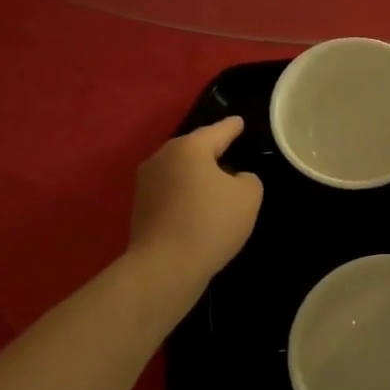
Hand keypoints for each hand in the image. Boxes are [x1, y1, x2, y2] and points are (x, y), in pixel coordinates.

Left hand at [130, 118, 262, 281]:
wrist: (165, 267)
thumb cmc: (211, 222)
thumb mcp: (248, 196)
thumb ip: (248, 179)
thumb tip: (234, 179)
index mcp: (189, 147)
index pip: (218, 131)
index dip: (233, 127)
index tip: (240, 122)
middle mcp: (162, 158)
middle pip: (194, 149)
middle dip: (213, 152)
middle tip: (232, 155)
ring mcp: (146, 184)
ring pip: (180, 171)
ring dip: (198, 176)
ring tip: (218, 187)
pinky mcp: (140, 209)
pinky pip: (171, 193)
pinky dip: (186, 196)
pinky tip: (199, 211)